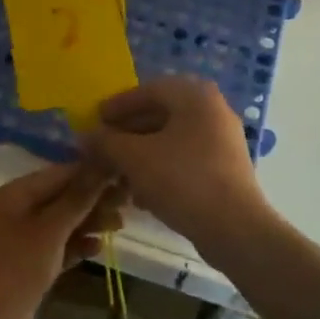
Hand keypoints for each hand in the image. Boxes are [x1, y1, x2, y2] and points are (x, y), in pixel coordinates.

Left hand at [0, 162, 123, 318]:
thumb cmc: (13, 268)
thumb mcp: (49, 230)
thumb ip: (77, 199)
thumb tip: (101, 165)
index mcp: (11, 196)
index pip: (56, 175)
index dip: (89, 174)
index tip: (122, 175)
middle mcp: (13, 213)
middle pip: (58, 199)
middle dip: (92, 200)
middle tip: (127, 203)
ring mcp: (19, 242)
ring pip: (59, 225)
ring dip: (88, 223)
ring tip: (120, 225)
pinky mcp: (26, 267)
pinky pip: (55, 249)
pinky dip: (75, 246)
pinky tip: (99, 248)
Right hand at [82, 77, 269, 247]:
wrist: (234, 228)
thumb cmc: (182, 180)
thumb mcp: (134, 158)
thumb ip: (106, 142)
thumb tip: (85, 136)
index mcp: (194, 96)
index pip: (148, 90)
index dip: (117, 105)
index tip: (95, 120)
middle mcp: (213, 111)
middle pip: (160, 115)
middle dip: (127, 133)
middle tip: (103, 147)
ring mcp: (223, 141)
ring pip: (171, 140)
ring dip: (141, 153)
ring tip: (117, 173)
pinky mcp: (225, 169)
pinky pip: (185, 159)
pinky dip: (161, 168)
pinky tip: (141, 193)